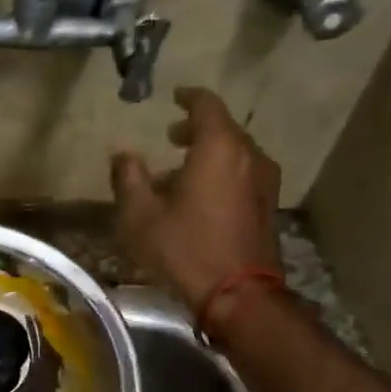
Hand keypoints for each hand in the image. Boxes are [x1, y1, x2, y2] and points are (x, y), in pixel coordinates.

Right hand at [110, 86, 283, 317]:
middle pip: (225, 129)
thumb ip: (128, 178)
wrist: (239, 295)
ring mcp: (264, 182)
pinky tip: (201, 196)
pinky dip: (222, 173)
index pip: (207, 105)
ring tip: (181, 171)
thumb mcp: (140, 216)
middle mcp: (248, 156)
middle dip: (197, 128)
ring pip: (236, 153)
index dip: (189, 97)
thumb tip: (123, 154)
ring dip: (210, 154)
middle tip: (171, 136)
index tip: (175, 96)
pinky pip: (243, 175)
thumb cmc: (185, 249)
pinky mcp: (268, 206)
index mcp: (218, 148)